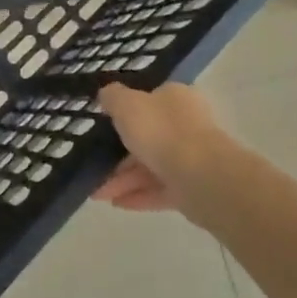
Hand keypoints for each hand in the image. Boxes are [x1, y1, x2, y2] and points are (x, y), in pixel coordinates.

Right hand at [93, 82, 241, 217]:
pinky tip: (116, 203)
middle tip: (94, 165)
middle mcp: (186, 124)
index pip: (149, 100)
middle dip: (118, 154)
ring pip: (151, 165)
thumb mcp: (126, 105)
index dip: (125, 112)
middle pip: (147, 136)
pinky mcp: (193, 187)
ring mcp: (192, 157)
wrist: (202, 177)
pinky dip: (138, 195)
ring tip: (97, 193)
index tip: (103, 125)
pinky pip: (160, 189)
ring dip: (123, 179)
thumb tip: (107, 94)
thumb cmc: (161, 132)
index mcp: (175, 98)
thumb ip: (113, 97)